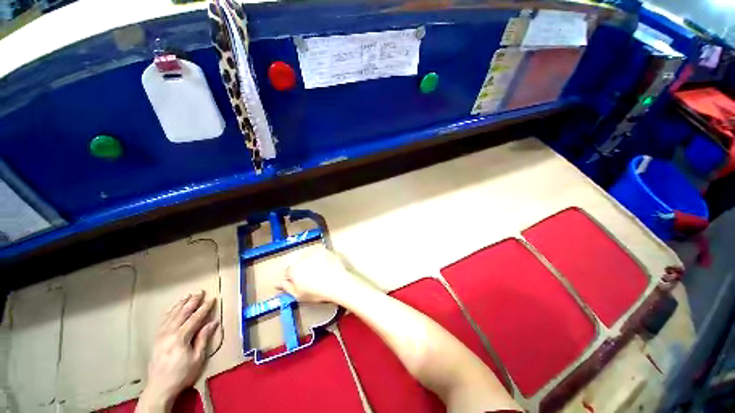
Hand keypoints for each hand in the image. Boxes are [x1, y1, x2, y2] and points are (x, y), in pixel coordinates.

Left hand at [136, 291, 218, 412]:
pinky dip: (170, 312)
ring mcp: (161, 335)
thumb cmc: (182, 374)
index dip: (204, 308)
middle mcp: (169, 333)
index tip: (212, 299)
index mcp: (181, 337)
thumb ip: (203, 338)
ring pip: (171, 315)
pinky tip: (173, 308)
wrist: (159, 387)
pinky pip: (163, 321)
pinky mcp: (156, 339)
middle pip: (182, 313)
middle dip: (192, 301)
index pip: (195, 318)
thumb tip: (213, 322)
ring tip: (188, 296)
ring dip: (180, 304)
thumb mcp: (197, 358)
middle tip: (200, 292)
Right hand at [277, 246, 359, 303]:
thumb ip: (287, 288)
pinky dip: (319, 258)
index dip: (293, 277)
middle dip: (300, 268)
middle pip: (297, 262)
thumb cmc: (318, 292)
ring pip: (307, 256)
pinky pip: (318, 253)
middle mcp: (301, 258)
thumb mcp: (299, 295)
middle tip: (310, 277)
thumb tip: (278, 283)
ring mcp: (313, 252)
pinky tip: (324, 265)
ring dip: (309, 261)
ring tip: (318, 271)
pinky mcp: (323, 249)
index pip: (288, 271)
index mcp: (293, 269)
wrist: (337, 283)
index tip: (299, 281)